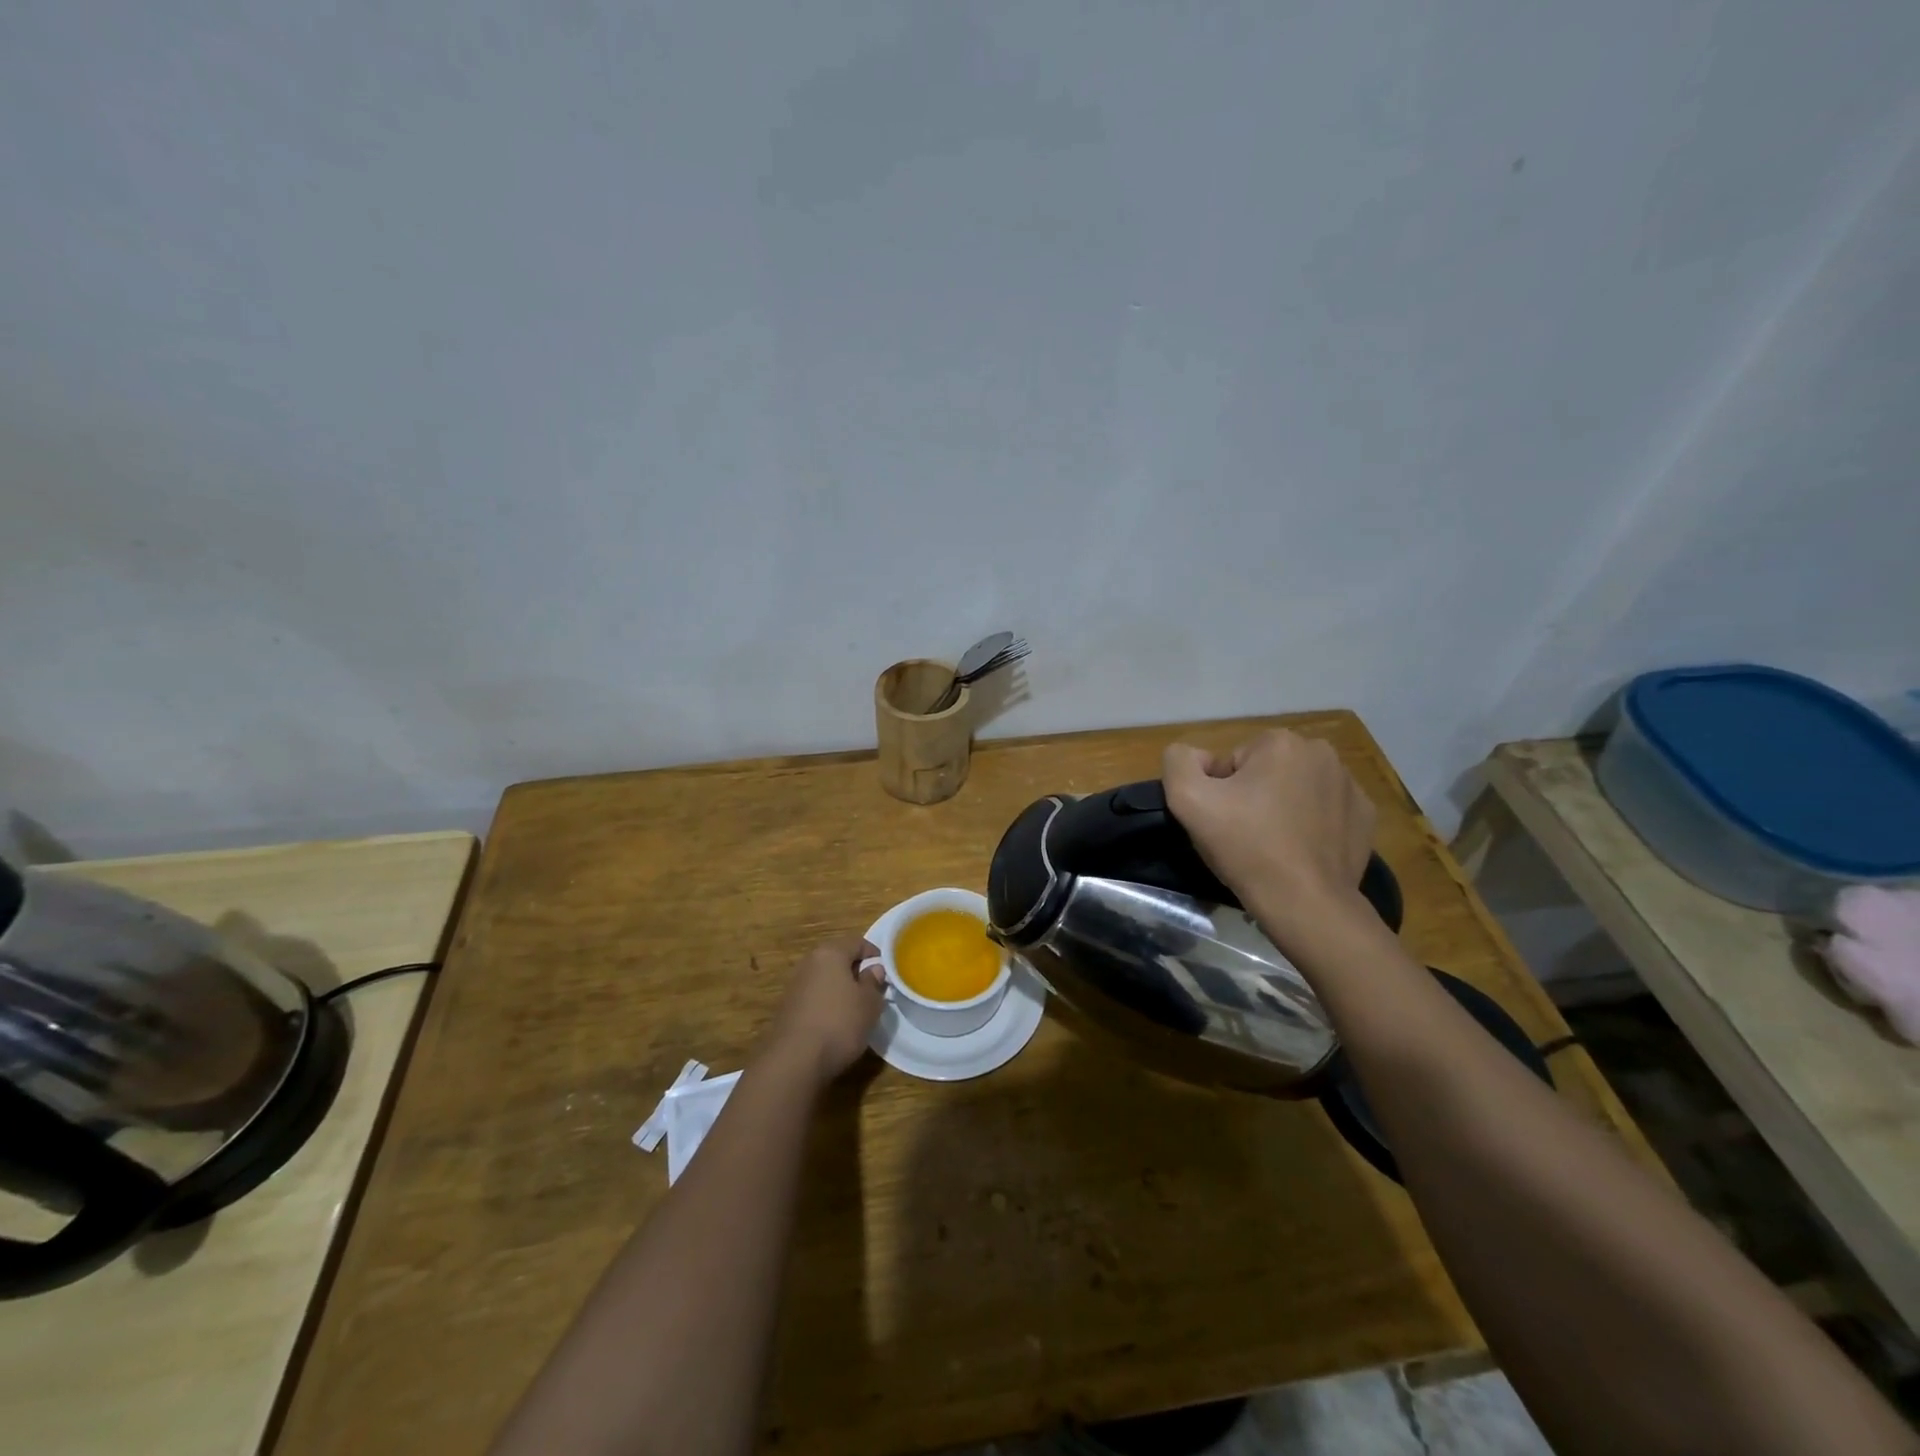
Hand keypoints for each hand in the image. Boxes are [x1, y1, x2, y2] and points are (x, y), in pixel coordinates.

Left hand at [762, 935, 885, 1085]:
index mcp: (830, 953)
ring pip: (825, 979)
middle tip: (872, 990)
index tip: (886, 971)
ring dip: (840, 989)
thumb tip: (873, 969)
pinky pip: (814, 997)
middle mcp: (809, 963)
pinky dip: (826, 1004)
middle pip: (838, 959)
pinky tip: (835, 1024)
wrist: (794, 1060)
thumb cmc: (840, 1023)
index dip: (874, 954)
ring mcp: (795, 986)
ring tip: (856, 1009)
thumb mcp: (869, 1003)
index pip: (857, 942)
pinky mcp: (787, 1008)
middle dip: (856, 971)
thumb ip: (874, 982)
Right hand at [1162, 730, 1377, 938]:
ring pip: (1296, 790)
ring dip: (1282, 809)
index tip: (1224, 822)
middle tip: (1245, 835)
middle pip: (1266, 772)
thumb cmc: (1245, 846)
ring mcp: (1350, 785)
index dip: (1220, 793)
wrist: (1304, 903)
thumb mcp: (1187, 799)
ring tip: (1273, 846)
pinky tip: (1301, 851)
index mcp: (1280, 742)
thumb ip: (1178, 762)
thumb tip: (1197, 757)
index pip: (1232, 762)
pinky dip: (1311, 825)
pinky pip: (1325, 811)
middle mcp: (1322, 753)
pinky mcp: (1366, 817)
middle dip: (1253, 796)